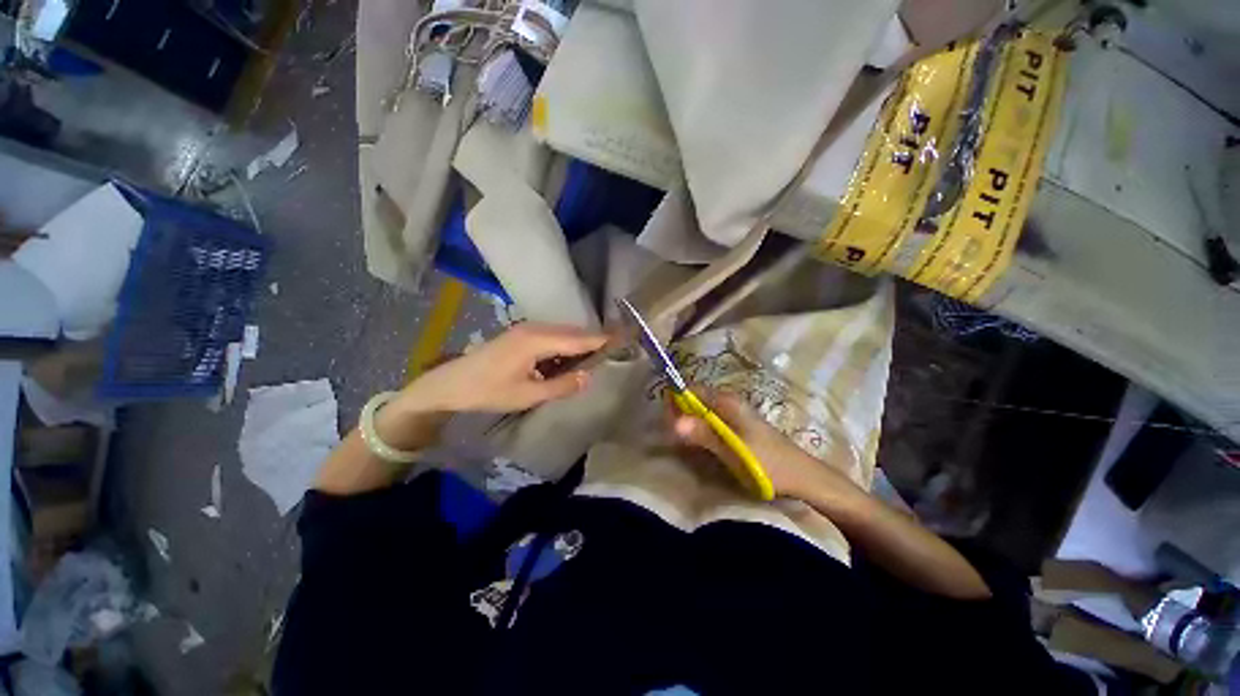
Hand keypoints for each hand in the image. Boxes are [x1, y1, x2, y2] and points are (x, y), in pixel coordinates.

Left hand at [396, 323, 608, 414]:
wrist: (450, 383)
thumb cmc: (488, 391)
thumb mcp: (527, 394)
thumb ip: (561, 386)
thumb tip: (588, 377)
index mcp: (538, 340)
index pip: (579, 338)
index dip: (602, 339)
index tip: (626, 338)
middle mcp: (536, 328)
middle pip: (574, 332)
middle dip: (595, 340)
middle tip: (617, 350)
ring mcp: (528, 329)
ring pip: (564, 334)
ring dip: (580, 344)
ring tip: (599, 356)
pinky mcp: (522, 335)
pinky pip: (553, 337)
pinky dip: (566, 346)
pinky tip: (571, 359)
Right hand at [667, 388, 851, 499]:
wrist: (802, 477)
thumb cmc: (769, 463)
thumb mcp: (734, 451)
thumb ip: (704, 435)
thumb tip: (674, 423)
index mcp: (726, 401)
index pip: (689, 389)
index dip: (675, 402)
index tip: (667, 424)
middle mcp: (728, 401)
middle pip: (693, 400)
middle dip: (679, 415)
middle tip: (674, 439)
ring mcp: (733, 413)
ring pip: (700, 412)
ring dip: (689, 425)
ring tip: (682, 445)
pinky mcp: (736, 426)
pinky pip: (709, 422)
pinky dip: (699, 431)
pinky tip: (699, 447)